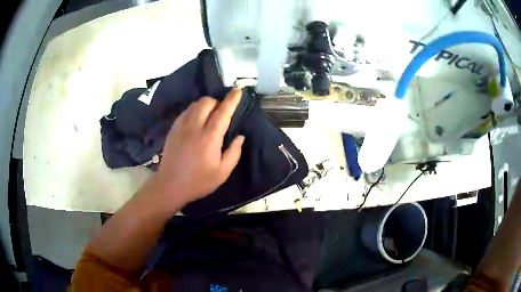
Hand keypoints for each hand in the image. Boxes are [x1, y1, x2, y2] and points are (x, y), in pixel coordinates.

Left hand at [151, 88, 244, 206]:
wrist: (170, 185)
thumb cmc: (198, 181)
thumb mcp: (222, 173)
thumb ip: (234, 153)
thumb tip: (240, 136)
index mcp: (209, 139)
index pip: (222, 112)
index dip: (231, 100)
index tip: (238, 90)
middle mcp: (194, 127)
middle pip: (206, 102)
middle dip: (216, 102)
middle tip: (221, 114)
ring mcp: (181, 127)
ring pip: (194, 105)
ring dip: (205, 106)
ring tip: (209, 117)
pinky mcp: (173, 129)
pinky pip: (185, 112)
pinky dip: (194, 111)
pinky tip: (196, 122)